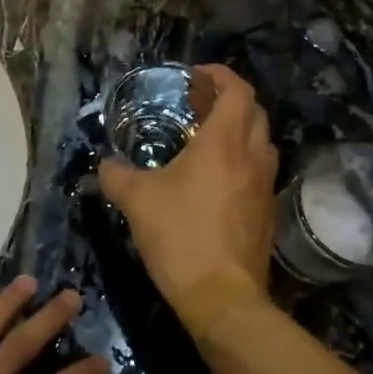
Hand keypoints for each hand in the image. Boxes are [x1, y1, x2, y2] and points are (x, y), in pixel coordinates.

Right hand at [99, 64, 278, 332]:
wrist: (223, 298)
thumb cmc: (181, 236)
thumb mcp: (136, 200)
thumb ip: (116, 175)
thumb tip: (105, 165)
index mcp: (225, 142)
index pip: (237, 89)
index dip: (219, 75)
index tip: (194, 77)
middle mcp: (253, 156)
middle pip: (253, 111)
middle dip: (227, 99)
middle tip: (196, 105)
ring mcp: (266, 185)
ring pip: (260, 141)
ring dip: (238, 130)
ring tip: (205, 139)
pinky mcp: (267, 213)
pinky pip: (259, 171)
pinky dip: (241, 160)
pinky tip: (214, 180)